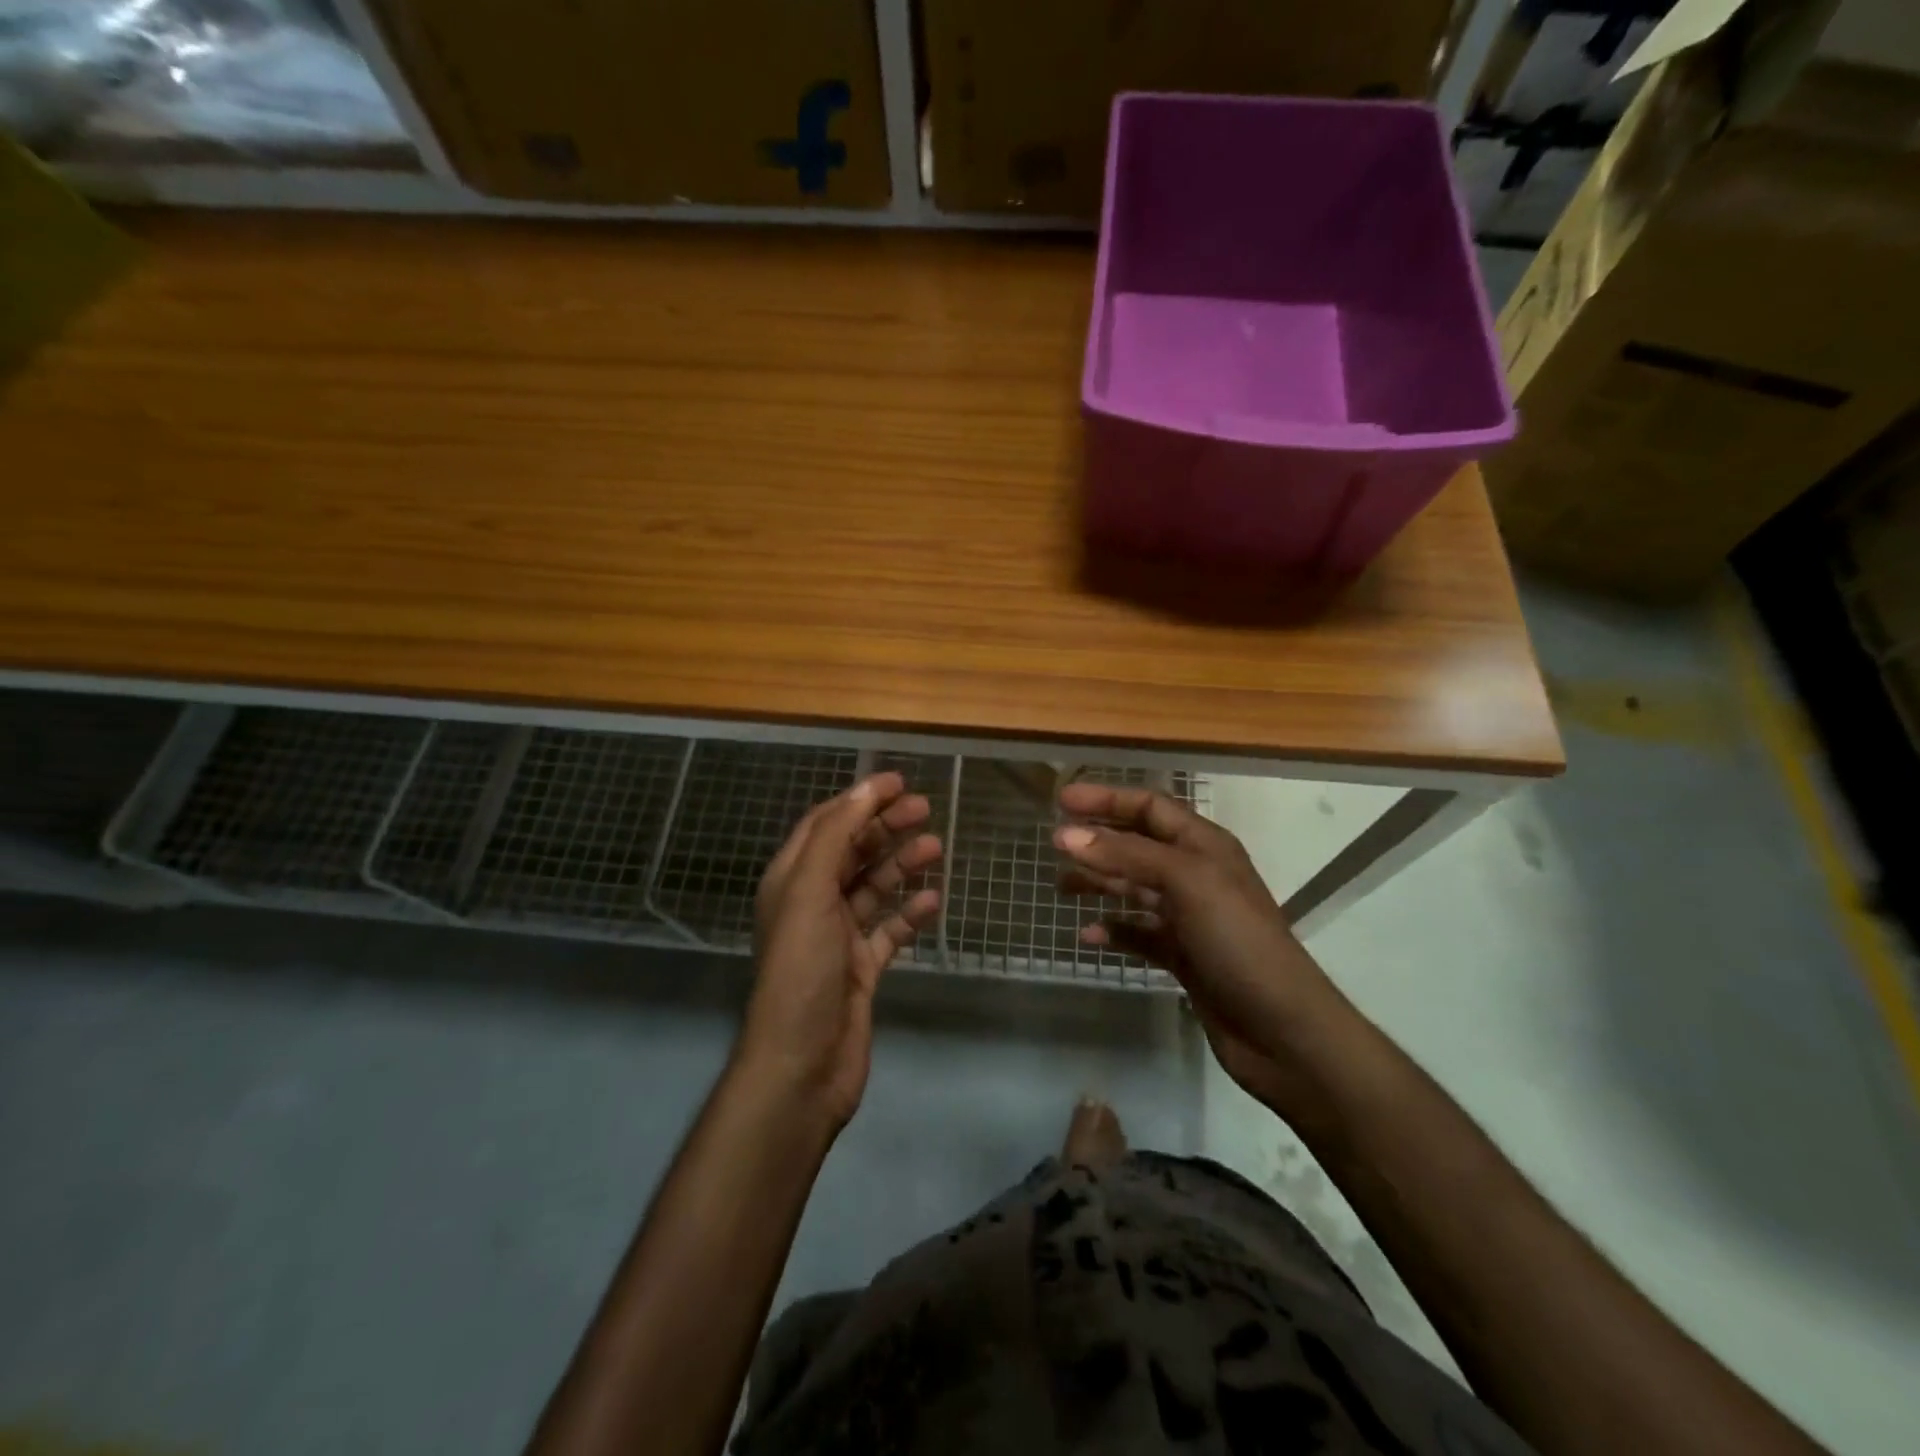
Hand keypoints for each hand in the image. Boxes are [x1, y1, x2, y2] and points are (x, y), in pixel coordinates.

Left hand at [741, 772, 941, 1130]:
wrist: (803, 1064)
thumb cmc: (803, 970)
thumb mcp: (810, 892)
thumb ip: (834, 838)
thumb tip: (864, 789)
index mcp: (792, 881)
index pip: (826, 824)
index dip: (859, 799)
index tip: (898, 781)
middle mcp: (813, 903)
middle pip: (852, 852)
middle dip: (885, 827)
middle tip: (926, 809)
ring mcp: (838, 938)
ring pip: (874, 888)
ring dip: (902, 865)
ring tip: (936, 848)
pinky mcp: (861, 969)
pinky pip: (890, 930)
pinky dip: (911, 914)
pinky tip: (935, 902)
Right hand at [1053, 784, 1343, 1107]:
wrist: (1281, 1029)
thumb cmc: (1237, 940)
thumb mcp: (1186, 882)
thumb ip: (1126, 855)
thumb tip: (1066, 835)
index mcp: (1204, 845)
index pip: (1150, 806)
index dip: (1107, 798)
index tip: (1061, 800)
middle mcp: (1196, 874)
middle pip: (1138, 845)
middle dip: (1098, 840)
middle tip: (1054, 842)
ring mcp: (1190, 917)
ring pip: (1134, 889)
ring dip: (1099, 882)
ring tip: (1060, 886)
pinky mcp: (1183, 956)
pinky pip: (1139, 934)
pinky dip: (1113, 931)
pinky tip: (1087, 935)